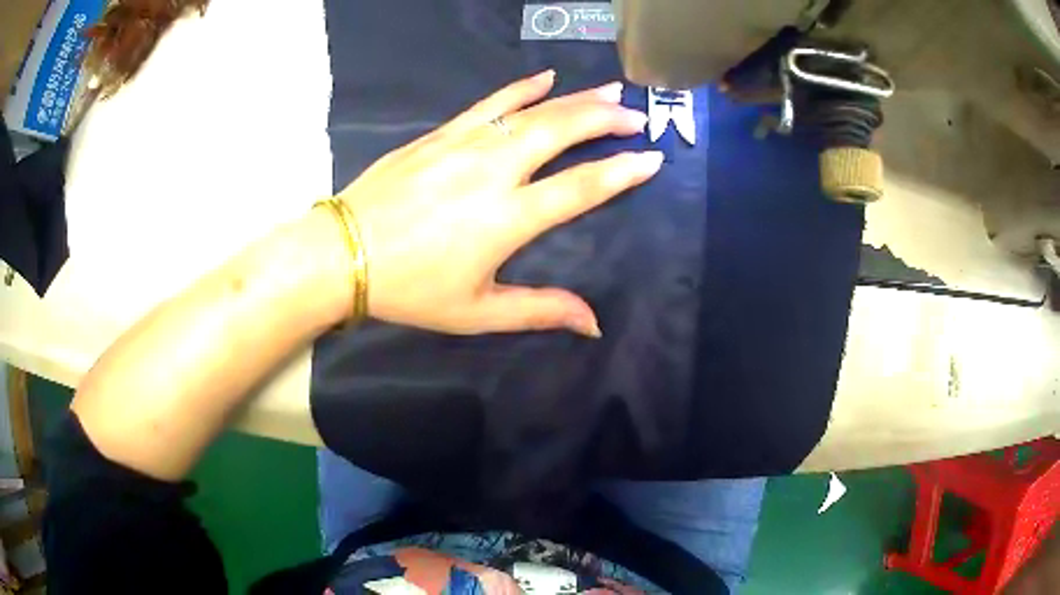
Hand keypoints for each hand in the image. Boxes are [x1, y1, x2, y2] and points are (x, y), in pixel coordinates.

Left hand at [337, 71, 662, 336]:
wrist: (343, 253)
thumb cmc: (410, 288)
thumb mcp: (477, 312)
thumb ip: (540, 311)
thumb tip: (594, 324)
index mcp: (508, 218)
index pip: (580, 188)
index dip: (621, 172)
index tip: (651, 158)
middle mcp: (494, 171)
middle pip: (561, 133)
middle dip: (605, 121)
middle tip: (635, 117)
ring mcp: (465, 145)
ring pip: (532, 111)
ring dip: (575, 99)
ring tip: (608, 92)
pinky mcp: (441, 134)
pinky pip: (490, 103)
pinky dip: (522, 88)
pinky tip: (545, 78)